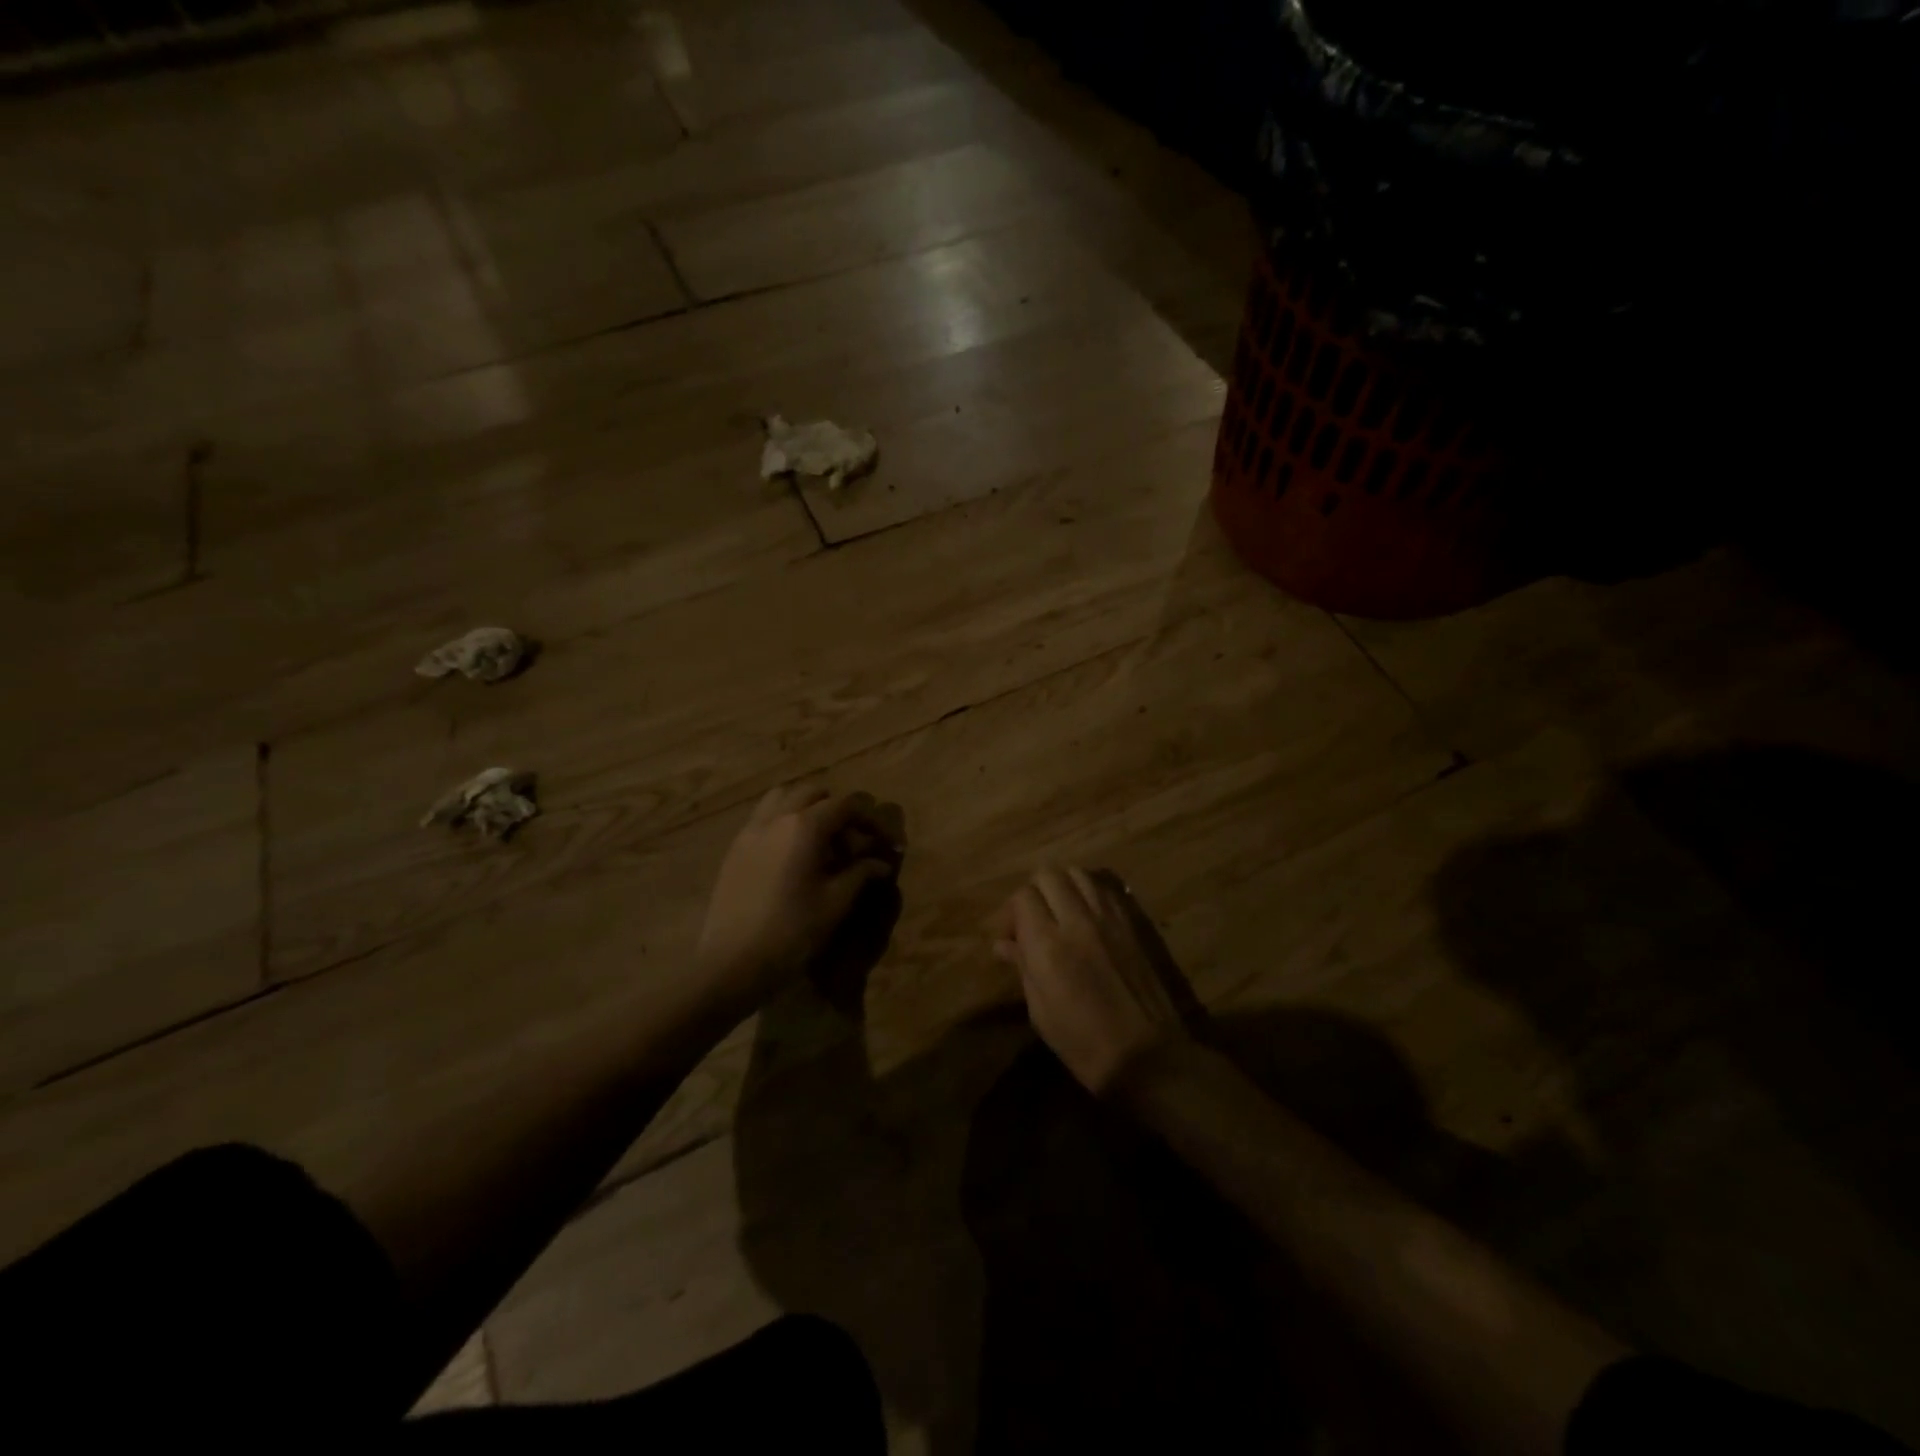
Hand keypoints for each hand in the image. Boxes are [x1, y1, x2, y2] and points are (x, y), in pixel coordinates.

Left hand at [697, 785, 903, 1015]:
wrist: (731, 963)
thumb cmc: (792, 932)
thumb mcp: (835, 903)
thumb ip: (860, 874)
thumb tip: (881, 863)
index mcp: (804, 827)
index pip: (845, 804)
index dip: (868, 818)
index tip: (882, 840)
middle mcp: (776, 818)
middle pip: (813, 792)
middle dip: (837, 808)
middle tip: (851, 841)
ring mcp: (750, 830)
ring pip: (782, 797)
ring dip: (806, 807)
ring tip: (819, 839)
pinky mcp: (735, 848)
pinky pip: (762, 817)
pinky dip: (783, 821)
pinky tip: (791, 854)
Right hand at [990, 868, 1193, 1095]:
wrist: (1148, 1057)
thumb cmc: (1084, 1044)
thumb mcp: (1041, 1013)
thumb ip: (1023, 968)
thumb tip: (1003, 944)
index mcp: (1048, 946)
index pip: (1023, 897)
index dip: (1012, 912)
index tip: (1011, 936)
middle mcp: (1078, 921)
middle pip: (1048, 874)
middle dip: (1034, 892)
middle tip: (1033, 920)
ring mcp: (1109, 918)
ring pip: (1078, 873)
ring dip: (1062, 886)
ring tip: (1060, 912)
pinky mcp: (1132, 922)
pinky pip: (1104, 887)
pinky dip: (1089, 891)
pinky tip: (1087, 915)